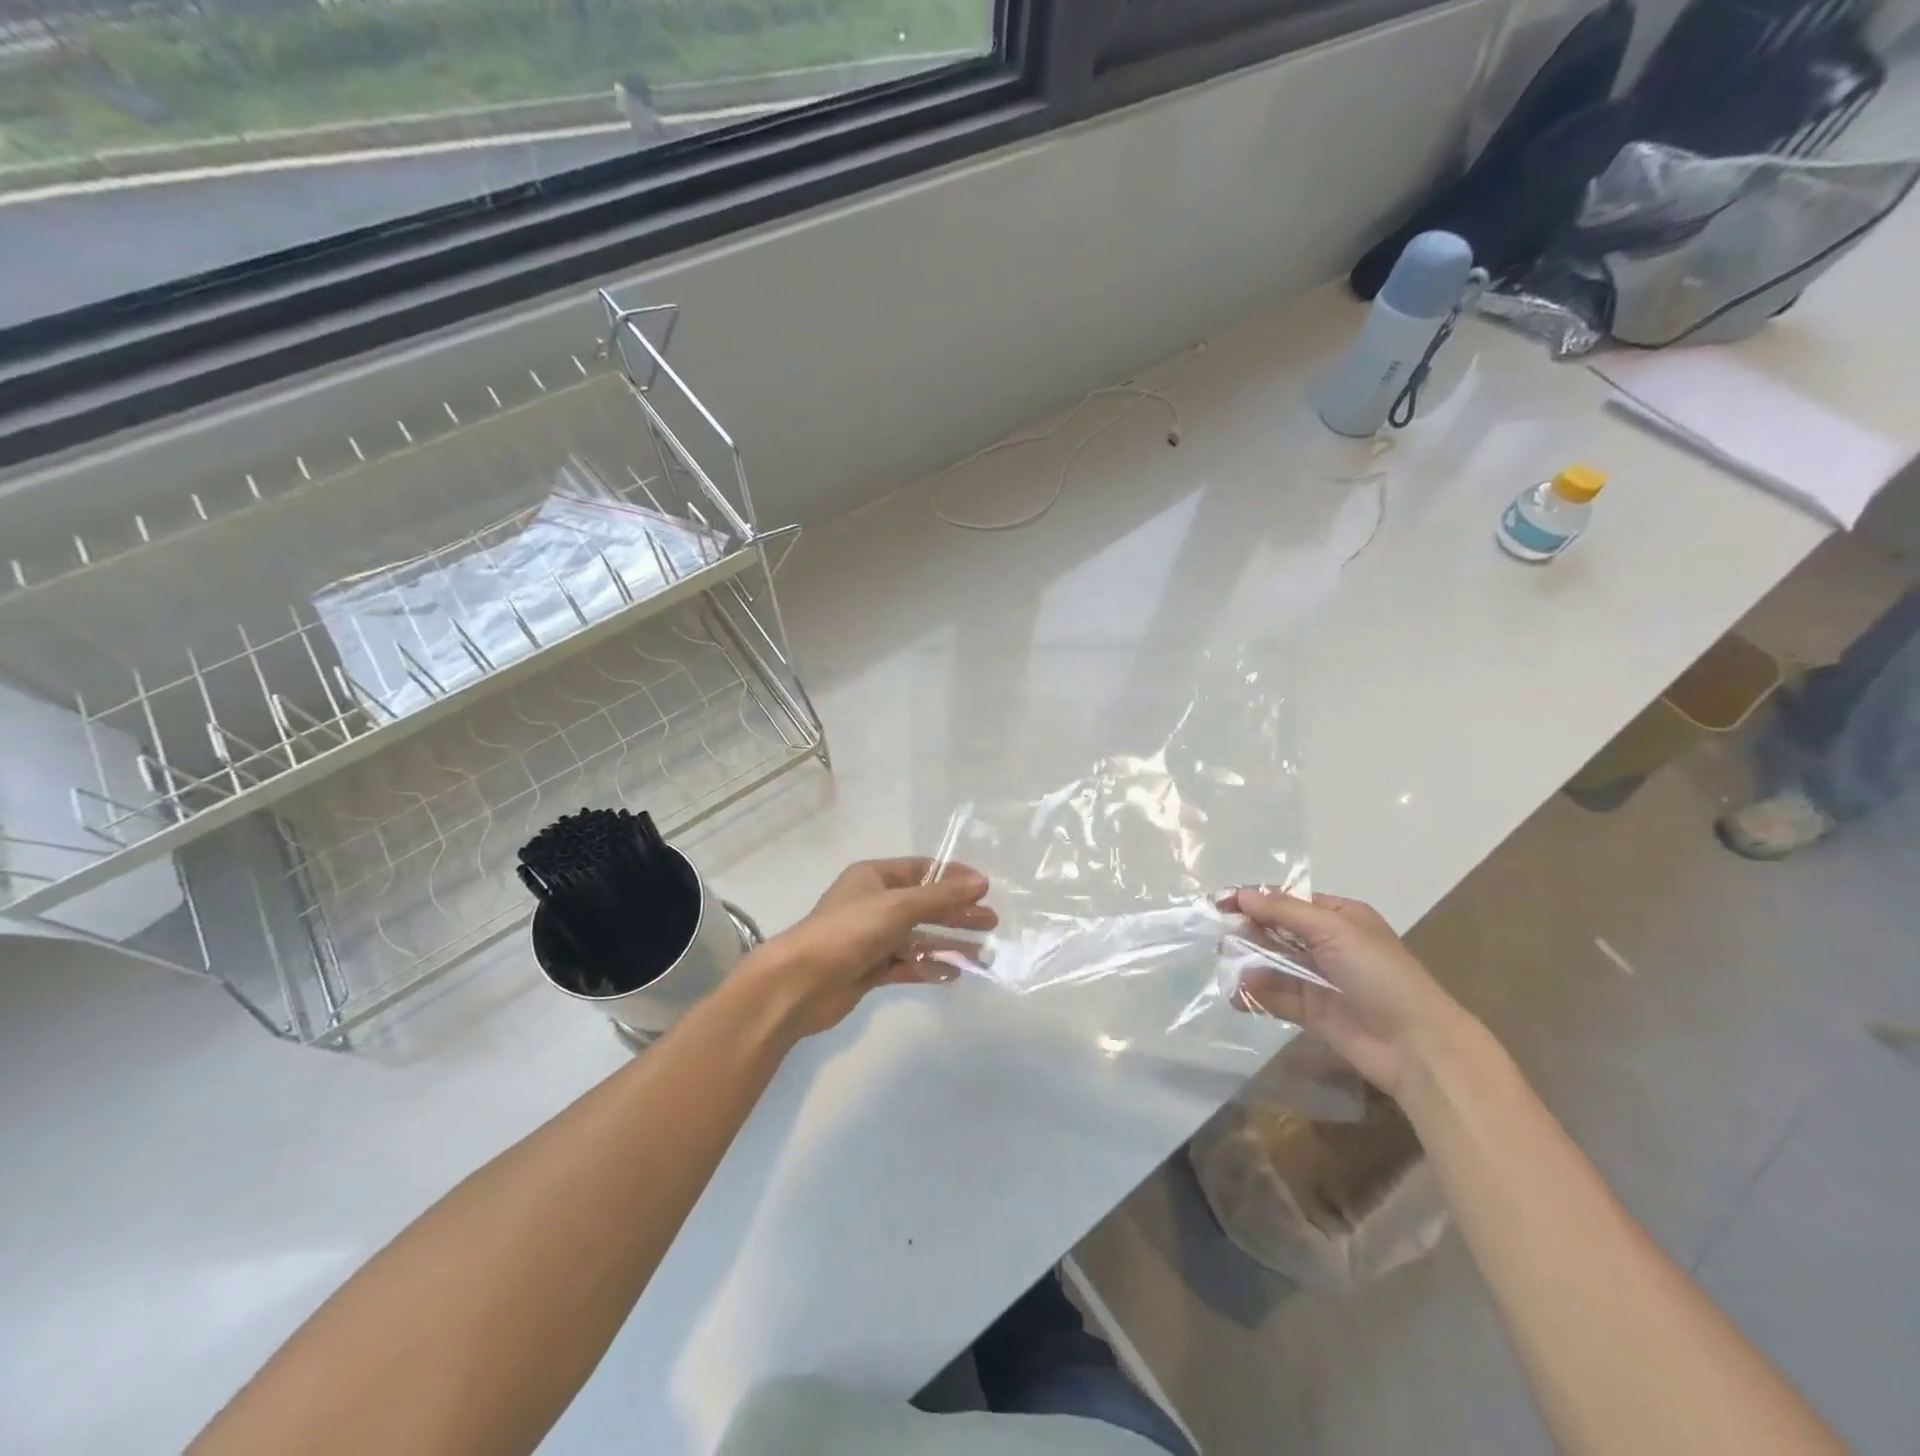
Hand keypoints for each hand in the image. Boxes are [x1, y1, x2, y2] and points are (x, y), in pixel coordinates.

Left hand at [740, 858, 994, 1039]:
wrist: (799, 983)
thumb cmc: (849, 931)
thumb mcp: (899, 906)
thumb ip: (942, 897)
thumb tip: (983, 882)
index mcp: (874, 877)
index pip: (922, 869)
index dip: (953, 877)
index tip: (984, 888)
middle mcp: (874, 904)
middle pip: (924, 904)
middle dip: (957, 912)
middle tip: (991, 922)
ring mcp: (871, 938)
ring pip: (918, 937)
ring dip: (948, 943)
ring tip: (983, 952)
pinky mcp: (869, 970)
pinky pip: (906, 965)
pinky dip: (929, 968)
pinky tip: (954, 974)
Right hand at [1224, 887, 1472, 1099]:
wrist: (1416, 1044)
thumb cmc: (1378, 973)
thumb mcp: (1332, 929)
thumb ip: (1283, 912)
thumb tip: (1242, 895)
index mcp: (1339, 917)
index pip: (1288, 901)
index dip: (1254, 899)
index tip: (1220, 902)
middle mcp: (1328, 944)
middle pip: (1277, 931)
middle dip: (1248, 930)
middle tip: (1219, 933)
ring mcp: (1320, 979)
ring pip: (1273, 964)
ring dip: (1248, 962)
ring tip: (1225, 963)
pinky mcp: (1313, 1012)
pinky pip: (1276, 997)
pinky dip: (1255, 994)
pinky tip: (1236, 994)